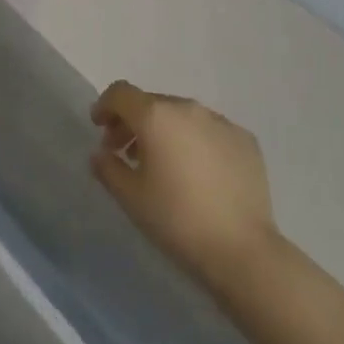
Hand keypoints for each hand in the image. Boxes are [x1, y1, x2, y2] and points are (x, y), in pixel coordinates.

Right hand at [90, 81, 280, 281]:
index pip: (121, 93)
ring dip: (165, 131)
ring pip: (182, 116)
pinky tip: (199, 175)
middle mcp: (188, 108)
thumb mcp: (130, 198)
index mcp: (156, 116)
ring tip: (163, 165)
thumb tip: (101, 153)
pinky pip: (210, 131)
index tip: (99, 127)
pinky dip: (196, 142)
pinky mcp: (245, 139)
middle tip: (126, 153)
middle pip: (151, 103)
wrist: (242, 250)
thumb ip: (108, 168)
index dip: (105, 105)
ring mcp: (220, 121)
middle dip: (133, 122)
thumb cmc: (177, 220)